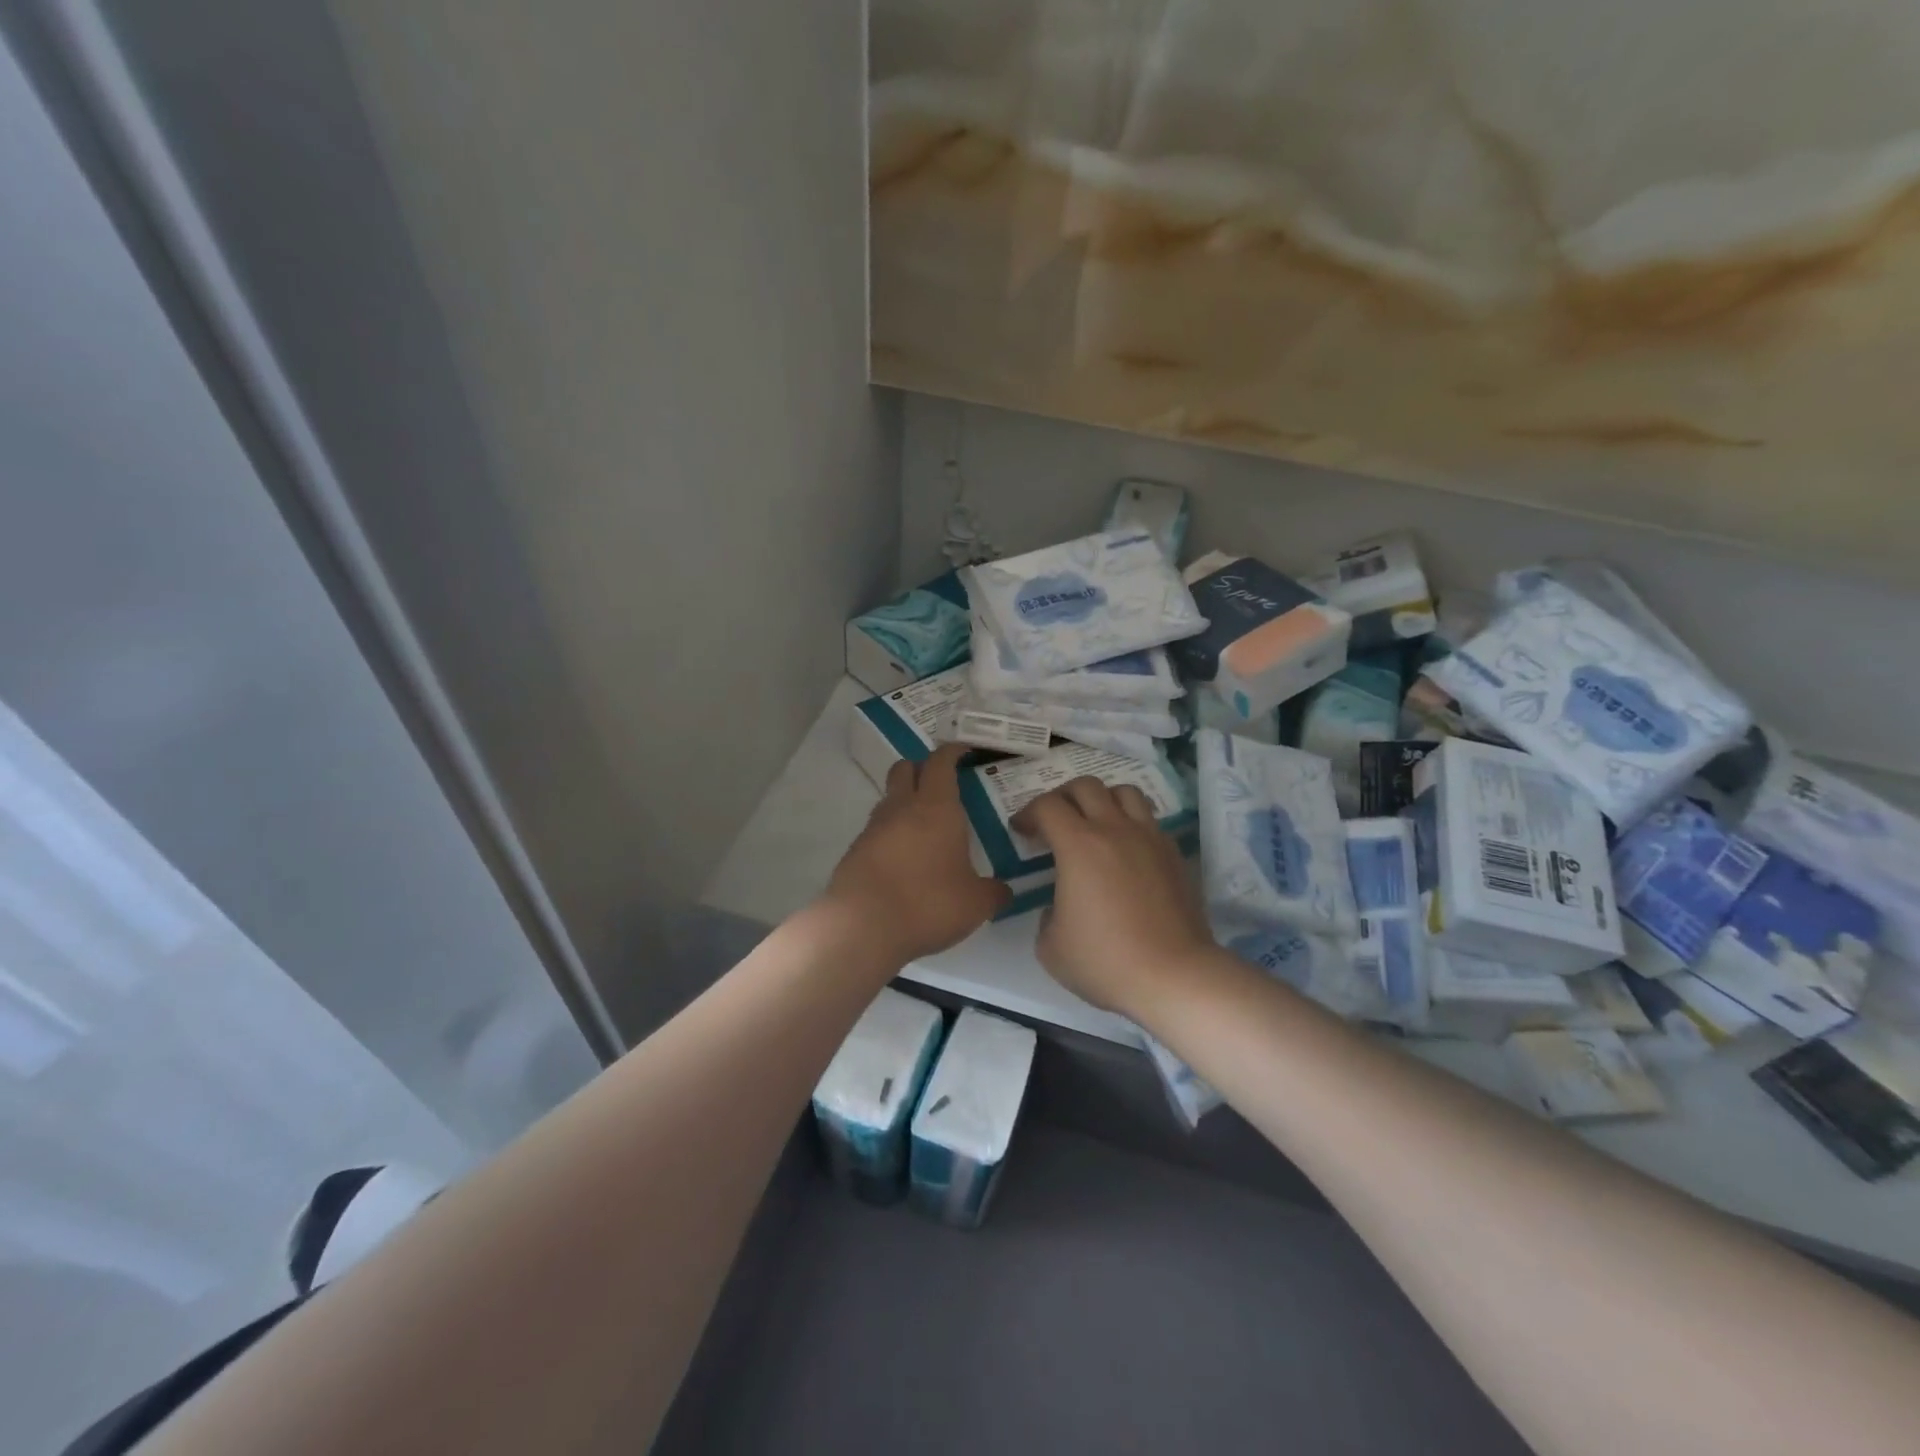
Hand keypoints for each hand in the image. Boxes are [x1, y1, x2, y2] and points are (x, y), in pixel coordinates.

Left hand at [825, 744, 1010, 963]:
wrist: (863, 927)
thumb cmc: (928, 904)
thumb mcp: (976, 903)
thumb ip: (993, 892)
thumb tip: (1003, 890)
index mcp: (936, 808)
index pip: (941, 762)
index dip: (952, 752)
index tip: (963, 751)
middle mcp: (902, 808)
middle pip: (905, 768)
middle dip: (922, 768)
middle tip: (942, 784)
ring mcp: (873, 828)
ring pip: (889, 798)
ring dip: (905, 802)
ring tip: (926, 827)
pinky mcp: (855, 851)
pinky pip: (877, 830)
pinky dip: (891, 834)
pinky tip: (905, 859)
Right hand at [1011, 777, 1214, 1015]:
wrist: (1173, 975)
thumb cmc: (1105, 961)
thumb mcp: (1051, 946)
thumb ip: (1046, 915)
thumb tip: (1059, 906)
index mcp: (1078, 845)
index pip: (1047, 806)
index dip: (1028, 813)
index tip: (1021, 831)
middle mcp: (1115, 829)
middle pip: (1086, 785)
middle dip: (1063, 796)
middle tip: (1054, 820)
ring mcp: (1149, 838)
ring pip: (1125, 792)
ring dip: (1103, 799)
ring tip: (1095, 823)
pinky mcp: (1174, 854)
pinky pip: (1150, 820)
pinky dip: (1132, 823)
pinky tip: (1126, 850)